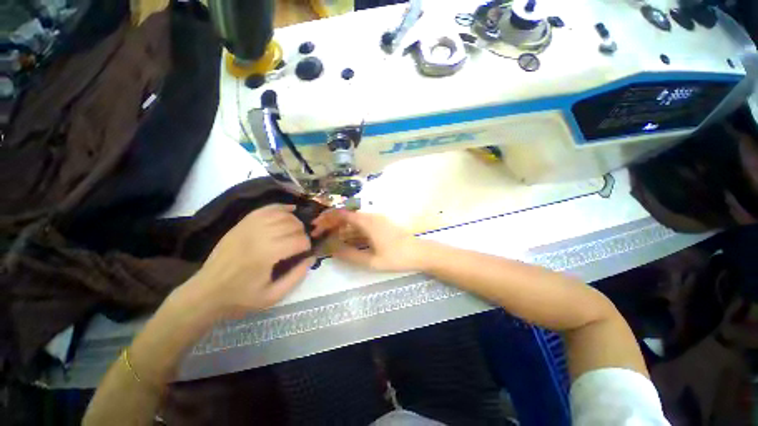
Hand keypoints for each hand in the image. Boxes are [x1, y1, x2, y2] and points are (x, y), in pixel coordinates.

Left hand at [187, 204, 313, 317]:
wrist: (205, 293)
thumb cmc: (241, 298)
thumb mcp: (273, 296)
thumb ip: (297, 276)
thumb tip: (311, 257)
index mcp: (267, 255)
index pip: (298, 241)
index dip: (307, 245)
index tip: (306, 252)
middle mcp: (258, 236)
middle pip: (291, 225)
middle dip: (302, 232)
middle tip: (302, 241)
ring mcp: (248, 228)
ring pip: (280, 215)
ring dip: (294, 220)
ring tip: (296, 229)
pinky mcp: (241, 225)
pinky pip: (265, 209)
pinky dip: (280, 207)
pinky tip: (289, 209)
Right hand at [311, 210, 423, 271]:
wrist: (420, 253)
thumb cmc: (397, 257)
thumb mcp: (371, 261)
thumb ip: (349, 255)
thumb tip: (330, 249)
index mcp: (368, 222)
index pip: (342, 214)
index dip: (327, 218)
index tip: (315, 228)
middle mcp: (371, 217)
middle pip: (346, 215)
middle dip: (331, 223)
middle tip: (318, 234)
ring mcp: (377, 219)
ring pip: (353, 220)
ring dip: (340, 226)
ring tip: (328, 237)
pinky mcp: (381, 224)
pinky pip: (361, 224)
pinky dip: (350, 229)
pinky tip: (345, 239)